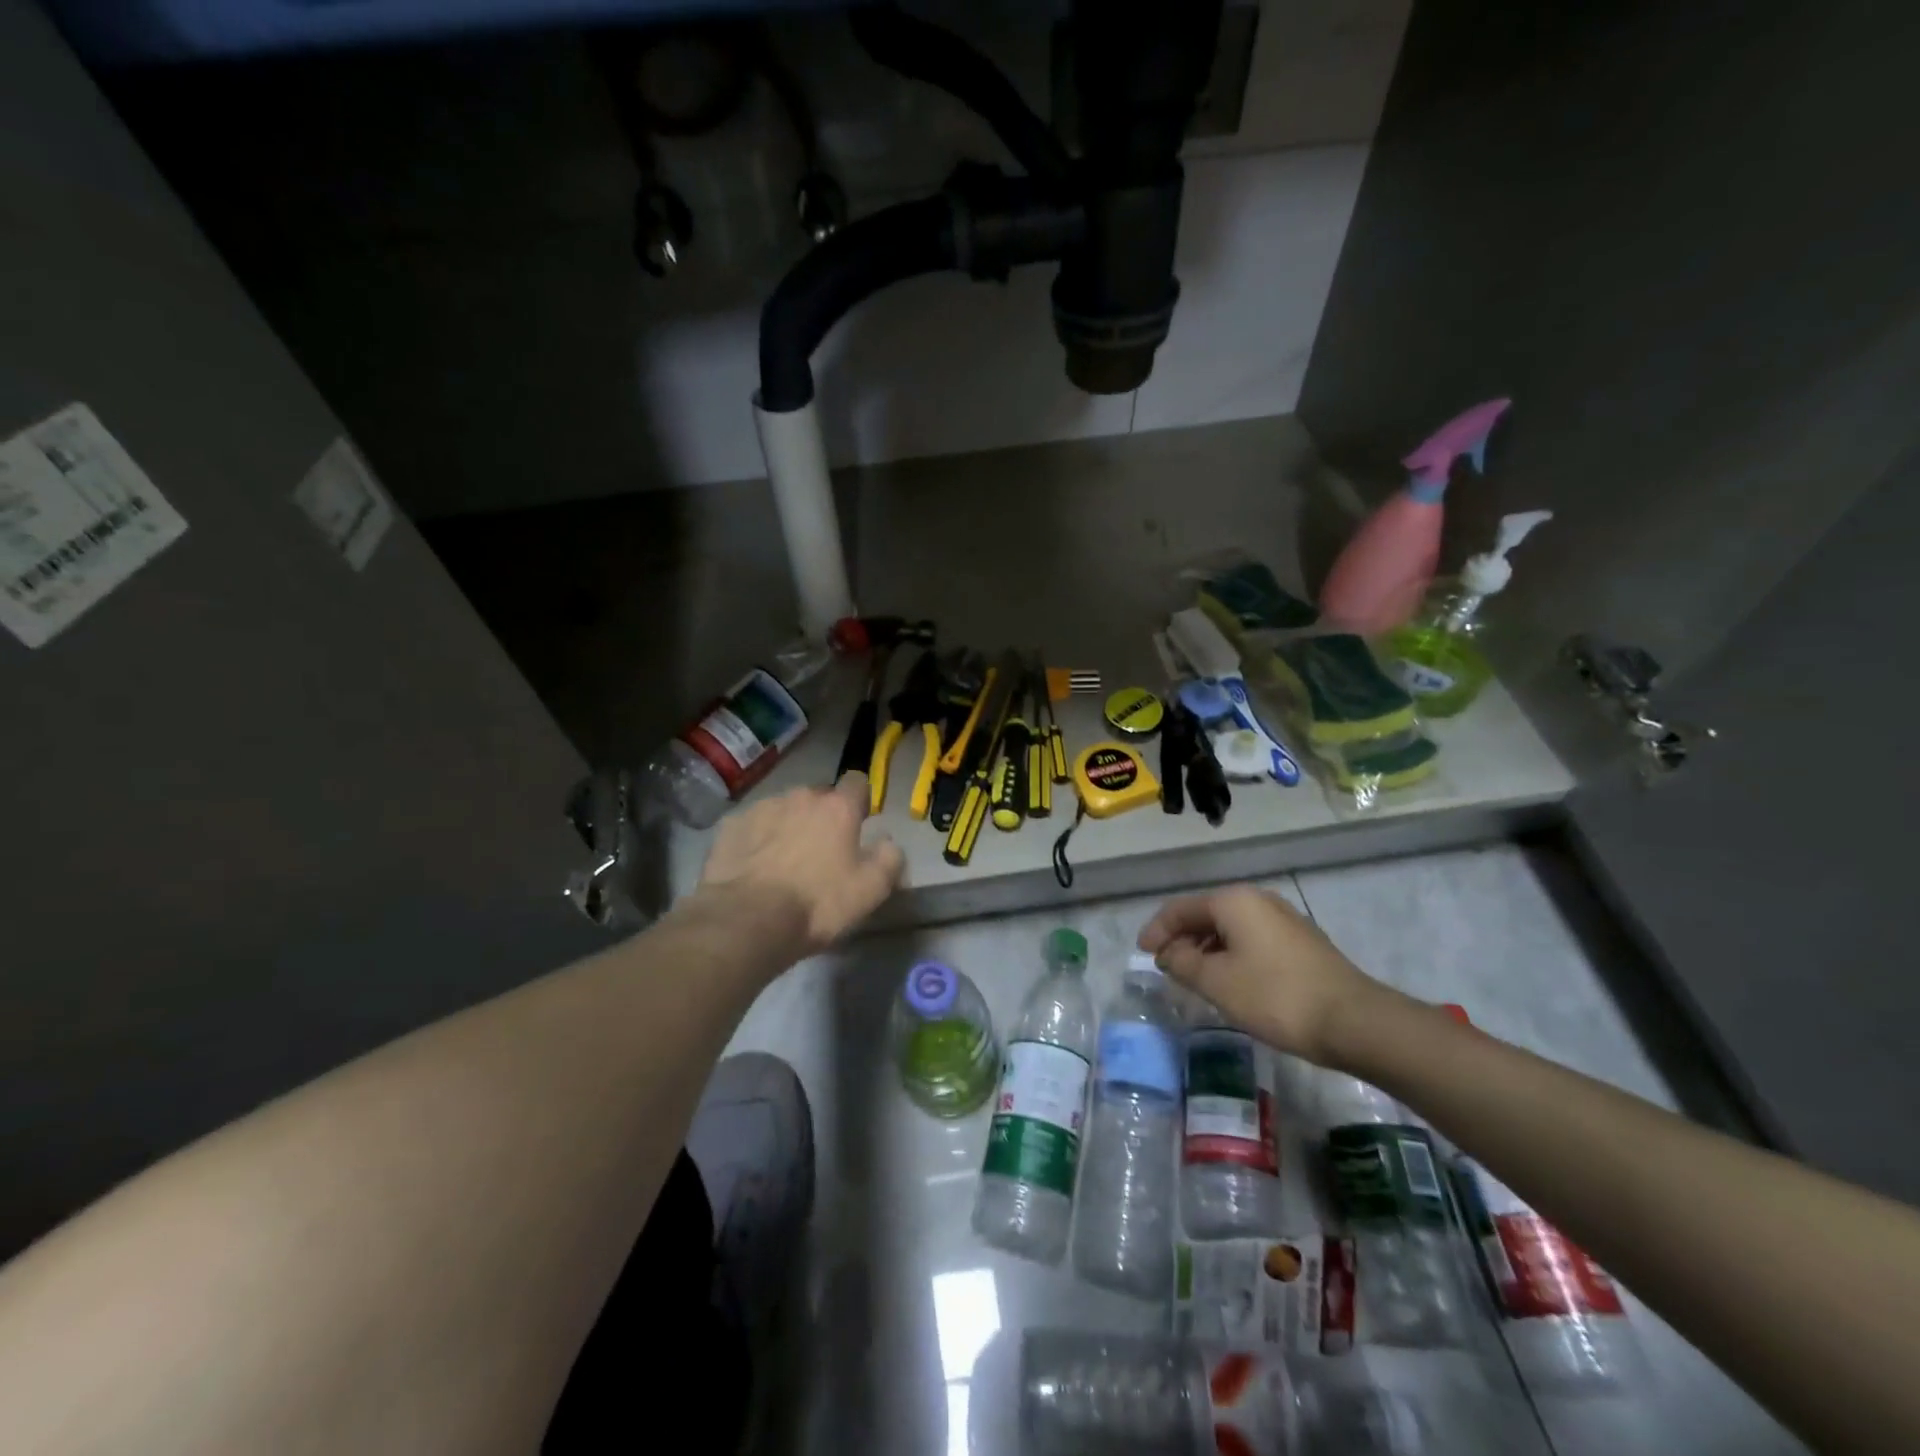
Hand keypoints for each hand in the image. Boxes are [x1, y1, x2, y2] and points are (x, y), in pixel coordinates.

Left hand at [696, 772, 905, 955]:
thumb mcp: (871, 890)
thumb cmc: (817, 904)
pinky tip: (754, 866)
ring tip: (784, 861)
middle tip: (821, 852)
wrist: (746, 921)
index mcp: (838, 807)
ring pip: (783, 809)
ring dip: (789, 826)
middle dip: (822, 817)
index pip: (857, 782)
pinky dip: (757, 839)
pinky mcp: (731, 826)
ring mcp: (762, 808)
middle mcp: (800, 797)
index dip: (860, 801)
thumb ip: (890, 858)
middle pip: (818, 797)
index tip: (858, 824)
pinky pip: (752, 825)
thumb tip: (888, 842)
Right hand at [1138, 885, 1382, 1065]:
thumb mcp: (1216, 982)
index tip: (1142, 954)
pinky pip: (1252, 940)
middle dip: (1181, 938)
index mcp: (1234, 901)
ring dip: (1206, 948)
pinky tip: (1229, 981)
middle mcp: (1258, 900)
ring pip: (1230, 928)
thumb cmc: (1275, 996)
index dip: (1157, 930)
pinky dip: (1231, 954)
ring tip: (1194, 977)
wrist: (1353, 1021)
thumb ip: (1183, 962)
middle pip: (1206, 914)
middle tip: (1166, 967)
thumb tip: (1168, 953)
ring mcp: (1283, 919)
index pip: (1181, 908)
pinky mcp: (1301, 942)